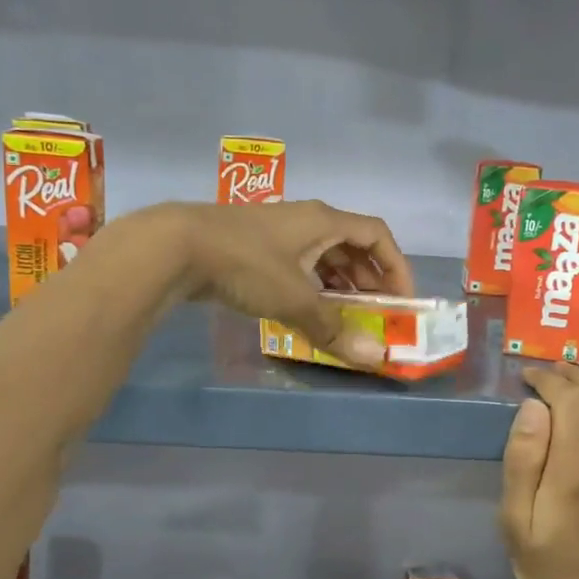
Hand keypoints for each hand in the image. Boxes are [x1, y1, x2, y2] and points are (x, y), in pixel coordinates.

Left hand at [171, 200, 415, 367]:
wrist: (175, 247)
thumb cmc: (245, 264)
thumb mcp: (294, 298)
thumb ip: (332, 328)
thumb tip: (371, 358)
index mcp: (323, 221)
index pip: (377, 234)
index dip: (396, 266)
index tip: (403, 299)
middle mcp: (305, 220)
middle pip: (352, 245)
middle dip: (369, 280)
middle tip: (376, 314)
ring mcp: (278, 233)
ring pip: (322, 256)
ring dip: (340, 284)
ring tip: (346, 317)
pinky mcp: (255, 247)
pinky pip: (298, 265)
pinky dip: (311, 286)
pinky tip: (307, 311)